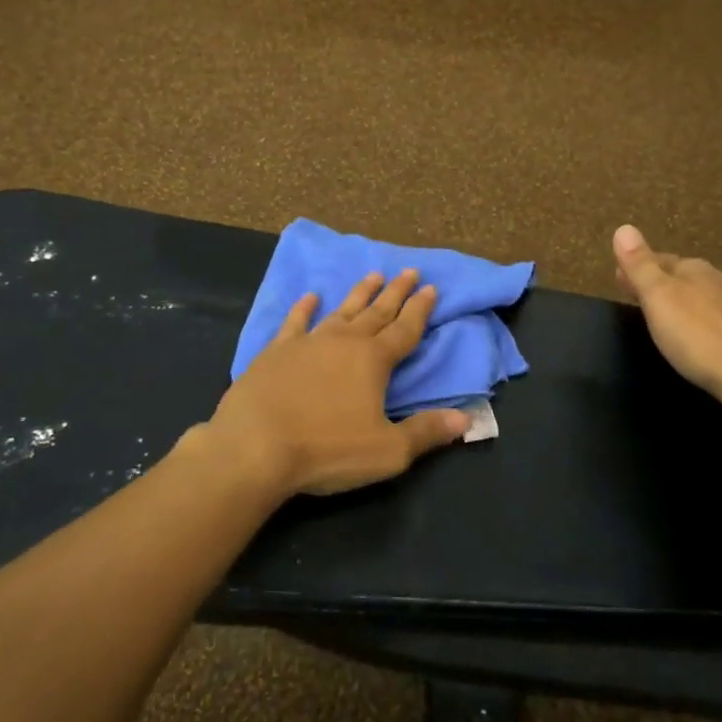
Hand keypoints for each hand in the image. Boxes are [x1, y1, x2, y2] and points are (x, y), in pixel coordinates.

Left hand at [206, 269, 470, 498]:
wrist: (255, 447)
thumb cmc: (327, 449)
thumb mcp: (387, 451)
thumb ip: (426, 432)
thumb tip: (466, 420)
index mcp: (373, 360)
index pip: (405, 329)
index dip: (421, 310)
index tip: (432, 287)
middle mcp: (344, 341)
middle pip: (377, 312)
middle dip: (396, 292)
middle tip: (409, 270)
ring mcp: (308, 343)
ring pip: (340, 310)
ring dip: (358, 293)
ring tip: (372, 274)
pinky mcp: (275, 352)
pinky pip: (295, 322)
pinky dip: (303, 308)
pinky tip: (309, 296)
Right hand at [613, 224, 721, 400]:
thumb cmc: (696, 333)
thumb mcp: (658, 296)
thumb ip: (640, 265)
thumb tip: (624, 228)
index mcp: (693, 269)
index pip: (658, 259)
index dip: (636, 268)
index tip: (618, 279)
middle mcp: (716, 281)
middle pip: (678, 277)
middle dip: (657, 284)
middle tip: (634, 296)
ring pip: (696, 297)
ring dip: (676, 303)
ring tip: (659, 317)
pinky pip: (710, 319)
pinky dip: (694, 321)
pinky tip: (690, 336)